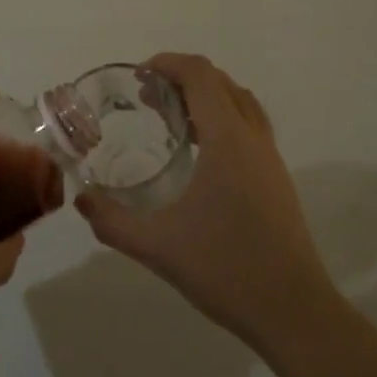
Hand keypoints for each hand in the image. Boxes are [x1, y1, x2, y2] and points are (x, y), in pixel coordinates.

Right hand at [76, 53, 337, 347]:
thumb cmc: (226, 269)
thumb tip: (82, 200)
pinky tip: (201, 154)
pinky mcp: (277, 178)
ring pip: (239, 102)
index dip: (169, 63)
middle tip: (148, 98)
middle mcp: (252, 137)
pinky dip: (223, 118)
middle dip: (182, 78)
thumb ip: (113, 222)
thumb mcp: (158, 246)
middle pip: (220, 82)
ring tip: (173, 120)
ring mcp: (270, 157)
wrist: (294, 312)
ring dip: (206, 96)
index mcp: (227, 139)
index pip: (200, 75)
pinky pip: (249, 125)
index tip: (140, 75)